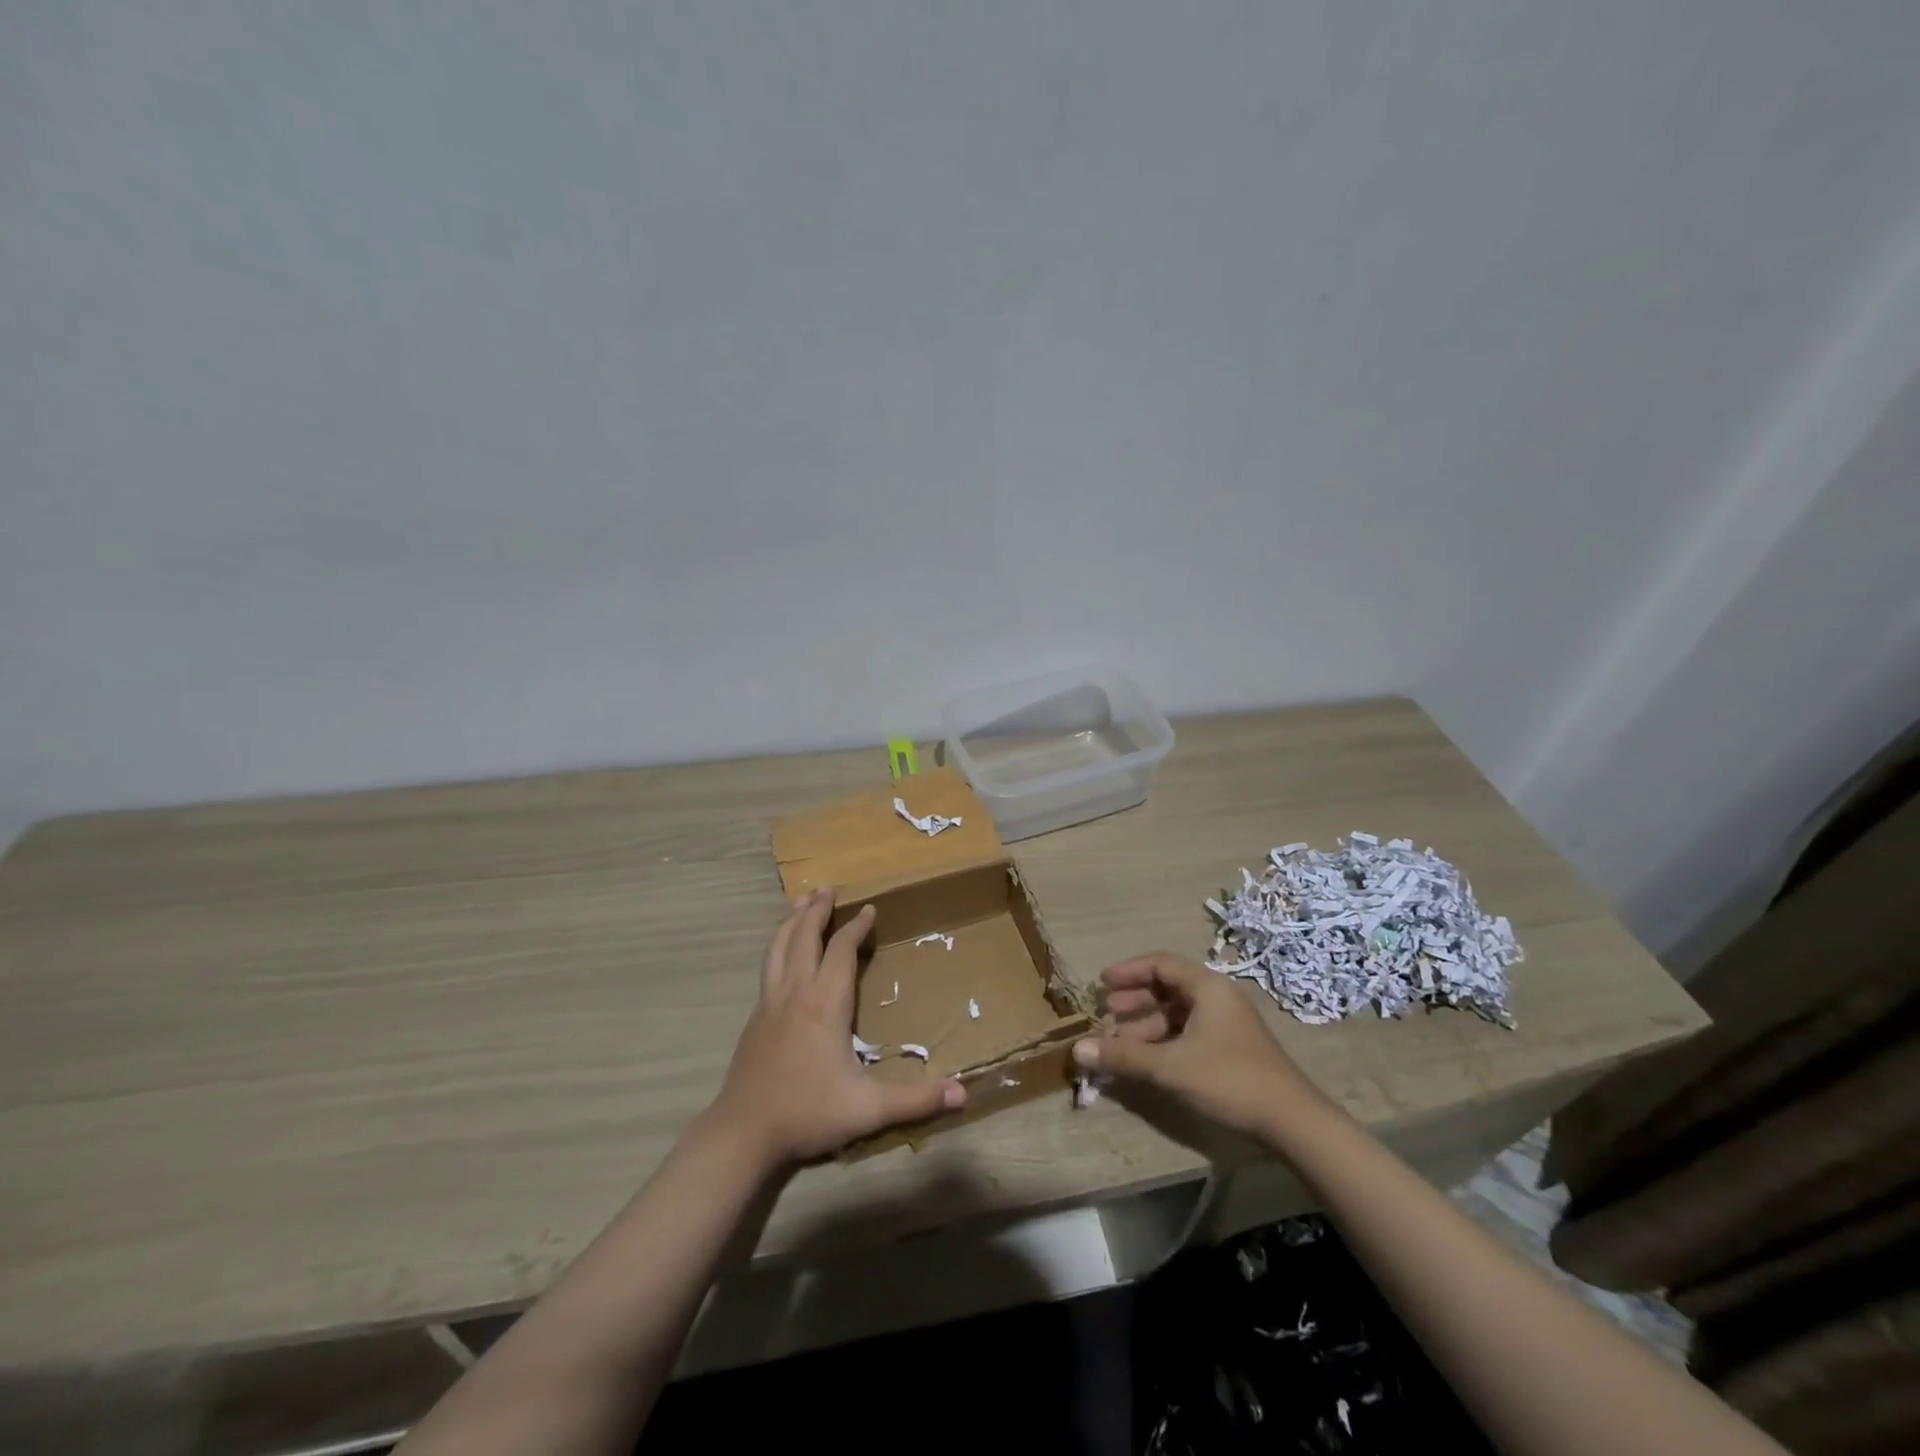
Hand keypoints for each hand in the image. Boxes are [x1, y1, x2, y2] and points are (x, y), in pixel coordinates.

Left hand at [713, 887, 964, 1164]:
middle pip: (804, 937)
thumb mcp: (868, 1110)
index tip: (870, 909)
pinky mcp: (755, 1017)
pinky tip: (781, 950)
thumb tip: (964, 1094)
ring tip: (800, 900)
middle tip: (828, 888)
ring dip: (791, 920)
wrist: (743, 1133)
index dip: (856, 927)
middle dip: (817, 910)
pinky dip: (777, 944)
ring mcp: (770, 1002)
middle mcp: (796, 992)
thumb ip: (916, 1100)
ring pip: (779, 947)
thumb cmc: (807, 1113)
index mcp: (825, 1004)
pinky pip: (768, 966)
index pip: (841, 951)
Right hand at [1072, 952, 1330, 1139]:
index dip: (1129, 972)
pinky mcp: (1230, 1049)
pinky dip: (1163, 1042)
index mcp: (1207, 987)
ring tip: (1118, 1045)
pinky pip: (1187, 1033)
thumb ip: (1123, 1056)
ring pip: (1176, 1014)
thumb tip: (1077, 1050)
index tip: (1102, 984)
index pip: (1161, 964)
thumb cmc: (1229, 1080)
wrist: (1292, 1122)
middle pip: (1167, 988)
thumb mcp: (1170, 1066)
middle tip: (1106, 1016)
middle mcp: (1217, 998)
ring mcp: (1226, 1024)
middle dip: (1133, 1002)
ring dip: (1145, 1027)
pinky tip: (1145, 1061)